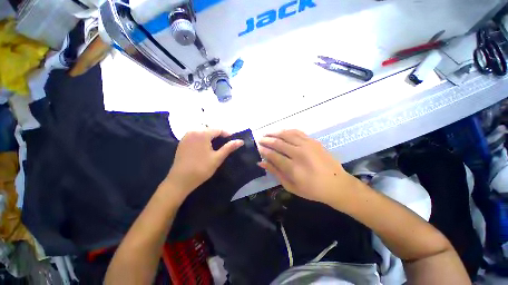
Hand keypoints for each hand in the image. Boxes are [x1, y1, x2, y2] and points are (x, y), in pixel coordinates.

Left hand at [166, 129, 243, 198]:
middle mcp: (193, 131)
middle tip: (225, 143)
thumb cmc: (201, 168)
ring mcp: (186, 136)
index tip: (232, 139)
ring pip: (202, 131)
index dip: (227, 133)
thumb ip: (229, 147)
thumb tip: (241, 141)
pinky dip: (202, 138)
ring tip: (216, 145)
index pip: (218, 129)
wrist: (180, 180)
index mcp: (202, 134)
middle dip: (218, 134)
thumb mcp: (217, 158)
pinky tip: (204, 147)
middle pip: (209, 129)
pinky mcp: (182, 142)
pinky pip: (195, 135)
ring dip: (210, 136)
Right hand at [258, 130, 354, 204]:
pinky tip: (281, 131)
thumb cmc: (312, 190)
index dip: (263, 151)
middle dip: (267, 140)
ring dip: (275, 133)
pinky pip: (297, 132)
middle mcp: (299, 153)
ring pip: (286, 134)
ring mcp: (307, 145)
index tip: (257, 148)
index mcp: (293, 168)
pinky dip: (287, 130)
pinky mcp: (313, 141)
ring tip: (267, 133)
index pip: (273, 155)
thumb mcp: (291, 186)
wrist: (337, 184)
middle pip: (278, 143)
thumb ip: (275, 173)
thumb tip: (261, 163)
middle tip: (259, 139)